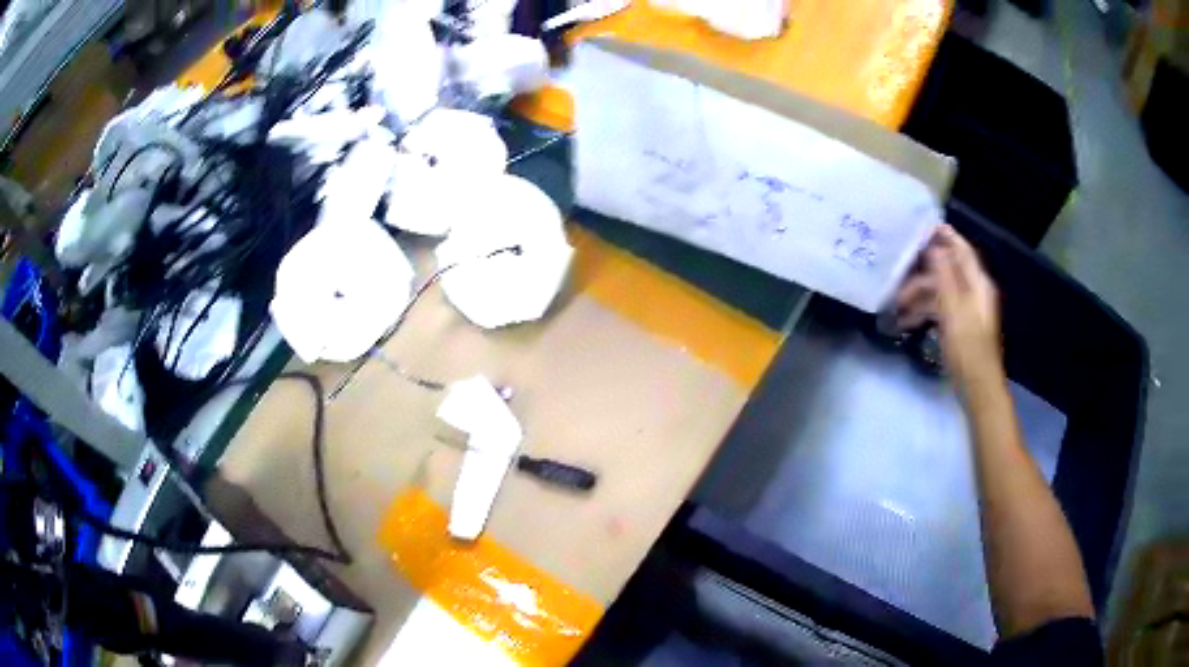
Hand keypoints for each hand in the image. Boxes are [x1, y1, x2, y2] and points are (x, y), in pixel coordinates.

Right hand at [895, 225, 1002, 391]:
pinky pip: (939, 309)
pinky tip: (906, 322)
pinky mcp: (959, 327)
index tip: (920, 226)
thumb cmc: (967, 348)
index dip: (944, 235)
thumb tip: (934, 247)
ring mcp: (967, 310)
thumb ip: (944, 276)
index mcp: (977, 284)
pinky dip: (924, 311)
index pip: (961, 249)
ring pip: (940, 291)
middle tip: (897, 272)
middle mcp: (974, 292)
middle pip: (947, 270)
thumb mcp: (953, 310)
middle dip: (922, 271)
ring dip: (919, 294)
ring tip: (896, 305)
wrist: (978, 388)